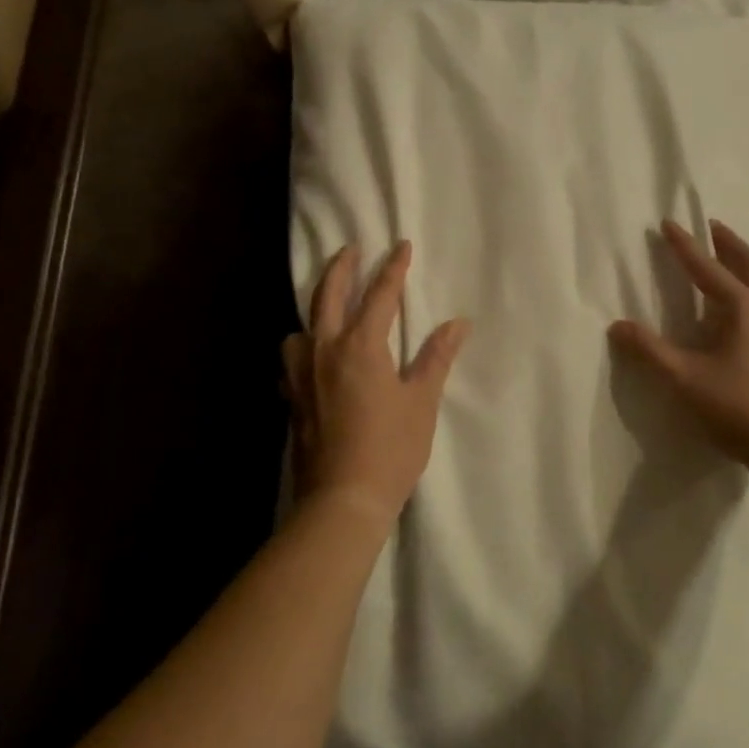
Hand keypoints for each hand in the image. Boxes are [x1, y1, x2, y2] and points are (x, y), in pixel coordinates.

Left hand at [283, 241, 469, 531]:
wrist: (342, 501)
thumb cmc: (390, 449)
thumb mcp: (421, 402)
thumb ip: (436, 358)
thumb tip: (457, 323)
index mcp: (361, 346)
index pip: (380, 295)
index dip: (393, 268)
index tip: (401, 246)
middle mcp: (325, 350)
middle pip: (328, 295)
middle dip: (341, 268)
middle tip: (351, 249)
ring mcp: (302, 374)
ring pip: (300, 327)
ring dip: (315, 310)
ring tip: (327, 311)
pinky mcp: (291, 398)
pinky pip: (291, 359)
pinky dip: (301, 348)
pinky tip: (311, 360)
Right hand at [609, 220, 748, 477]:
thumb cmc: (741, 408)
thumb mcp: (686, 380)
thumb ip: (650, 351)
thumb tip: (617, 325)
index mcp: (742, 308)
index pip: (707, 267)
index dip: (684, 245)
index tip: (668, 222)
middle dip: (728, 242)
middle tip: (711, 226)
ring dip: (741, 263)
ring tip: (723, 259)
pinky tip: (737, 308)